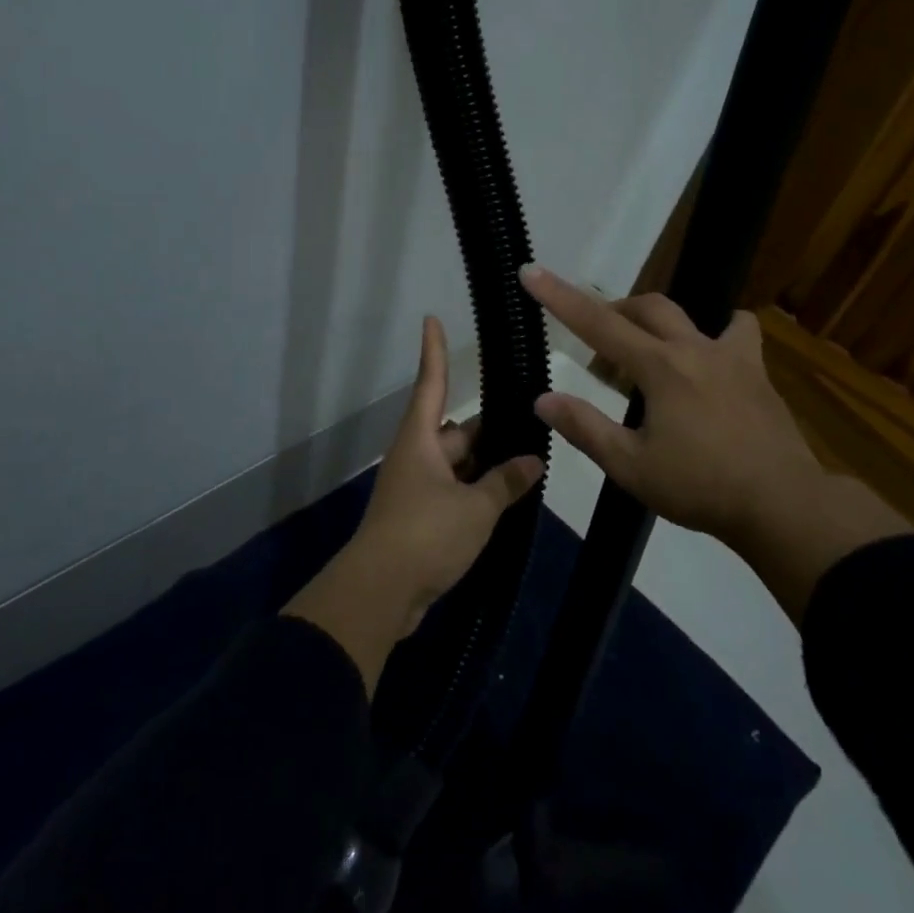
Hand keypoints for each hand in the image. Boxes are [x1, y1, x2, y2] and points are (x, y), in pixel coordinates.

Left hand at [283, 315, 543, 691]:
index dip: (434, 352)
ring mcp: (416, 490)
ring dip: (486, 466)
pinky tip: (507, 499)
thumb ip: (505, 483)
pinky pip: (454, 494)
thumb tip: (532, 462)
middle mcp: (416, 458)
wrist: (381, 593)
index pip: (430, 384)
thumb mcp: (475, 508)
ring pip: (457, 465)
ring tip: (529, 461)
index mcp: (420, 441)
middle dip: (488, 429)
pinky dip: (477, 493)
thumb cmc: (425, 534)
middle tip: (529, 420)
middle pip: (455, 432)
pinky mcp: (420, 519)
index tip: (431, 319)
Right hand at [518, 264, 906, 619]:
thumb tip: (542, 399)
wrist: (781, 503)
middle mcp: (693, 348)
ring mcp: (731, 356)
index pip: (598, 323)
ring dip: (656, 321)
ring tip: (646, 351)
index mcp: (659, 368)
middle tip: (596, 346)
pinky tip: (710, 354)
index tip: (531, 271)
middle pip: (645, 308)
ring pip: (687, 314)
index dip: (560, 297)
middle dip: (612, 312)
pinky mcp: (756, 371)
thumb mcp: (631, 467)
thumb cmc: (700, 487)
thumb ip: (585, 429)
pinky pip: (737, 332)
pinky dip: (718, 331)